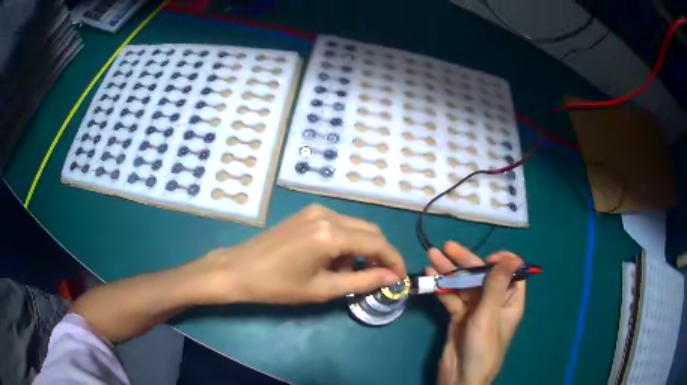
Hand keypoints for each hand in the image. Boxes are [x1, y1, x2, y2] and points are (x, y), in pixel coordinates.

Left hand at [192, 204, 406, 304]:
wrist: (239, 269)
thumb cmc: (278, 285)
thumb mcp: (323, 289)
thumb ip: (362, 280)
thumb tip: (392, 278)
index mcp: (331, 234)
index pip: (377, 244)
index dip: (394, 261)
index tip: (400, 278)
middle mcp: (328, 214)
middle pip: (370, 231)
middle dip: (380, 254)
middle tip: (379, 277)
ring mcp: (316, 210)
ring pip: (356, 226)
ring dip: (362, 248)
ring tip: (349, 272)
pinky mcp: (308, 212)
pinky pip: (340, 224)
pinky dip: (346, 241)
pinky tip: (333, 259)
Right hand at [427, 241, 524, 384]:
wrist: (461, 377)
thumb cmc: (482, 347)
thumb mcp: (489, 315)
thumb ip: (496, 286)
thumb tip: (511, 257)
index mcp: (509, 301)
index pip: (512, 273)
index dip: (501, 262)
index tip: (486, 259)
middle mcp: (493, 302)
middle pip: (482, 276)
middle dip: (465, 261)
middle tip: (446, 247)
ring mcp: (475, 309)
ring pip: (463, 285)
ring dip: (449, 271)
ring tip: (432, 256)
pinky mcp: (458, 317)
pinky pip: (451, 298)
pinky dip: (441, 288)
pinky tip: (430, 276)